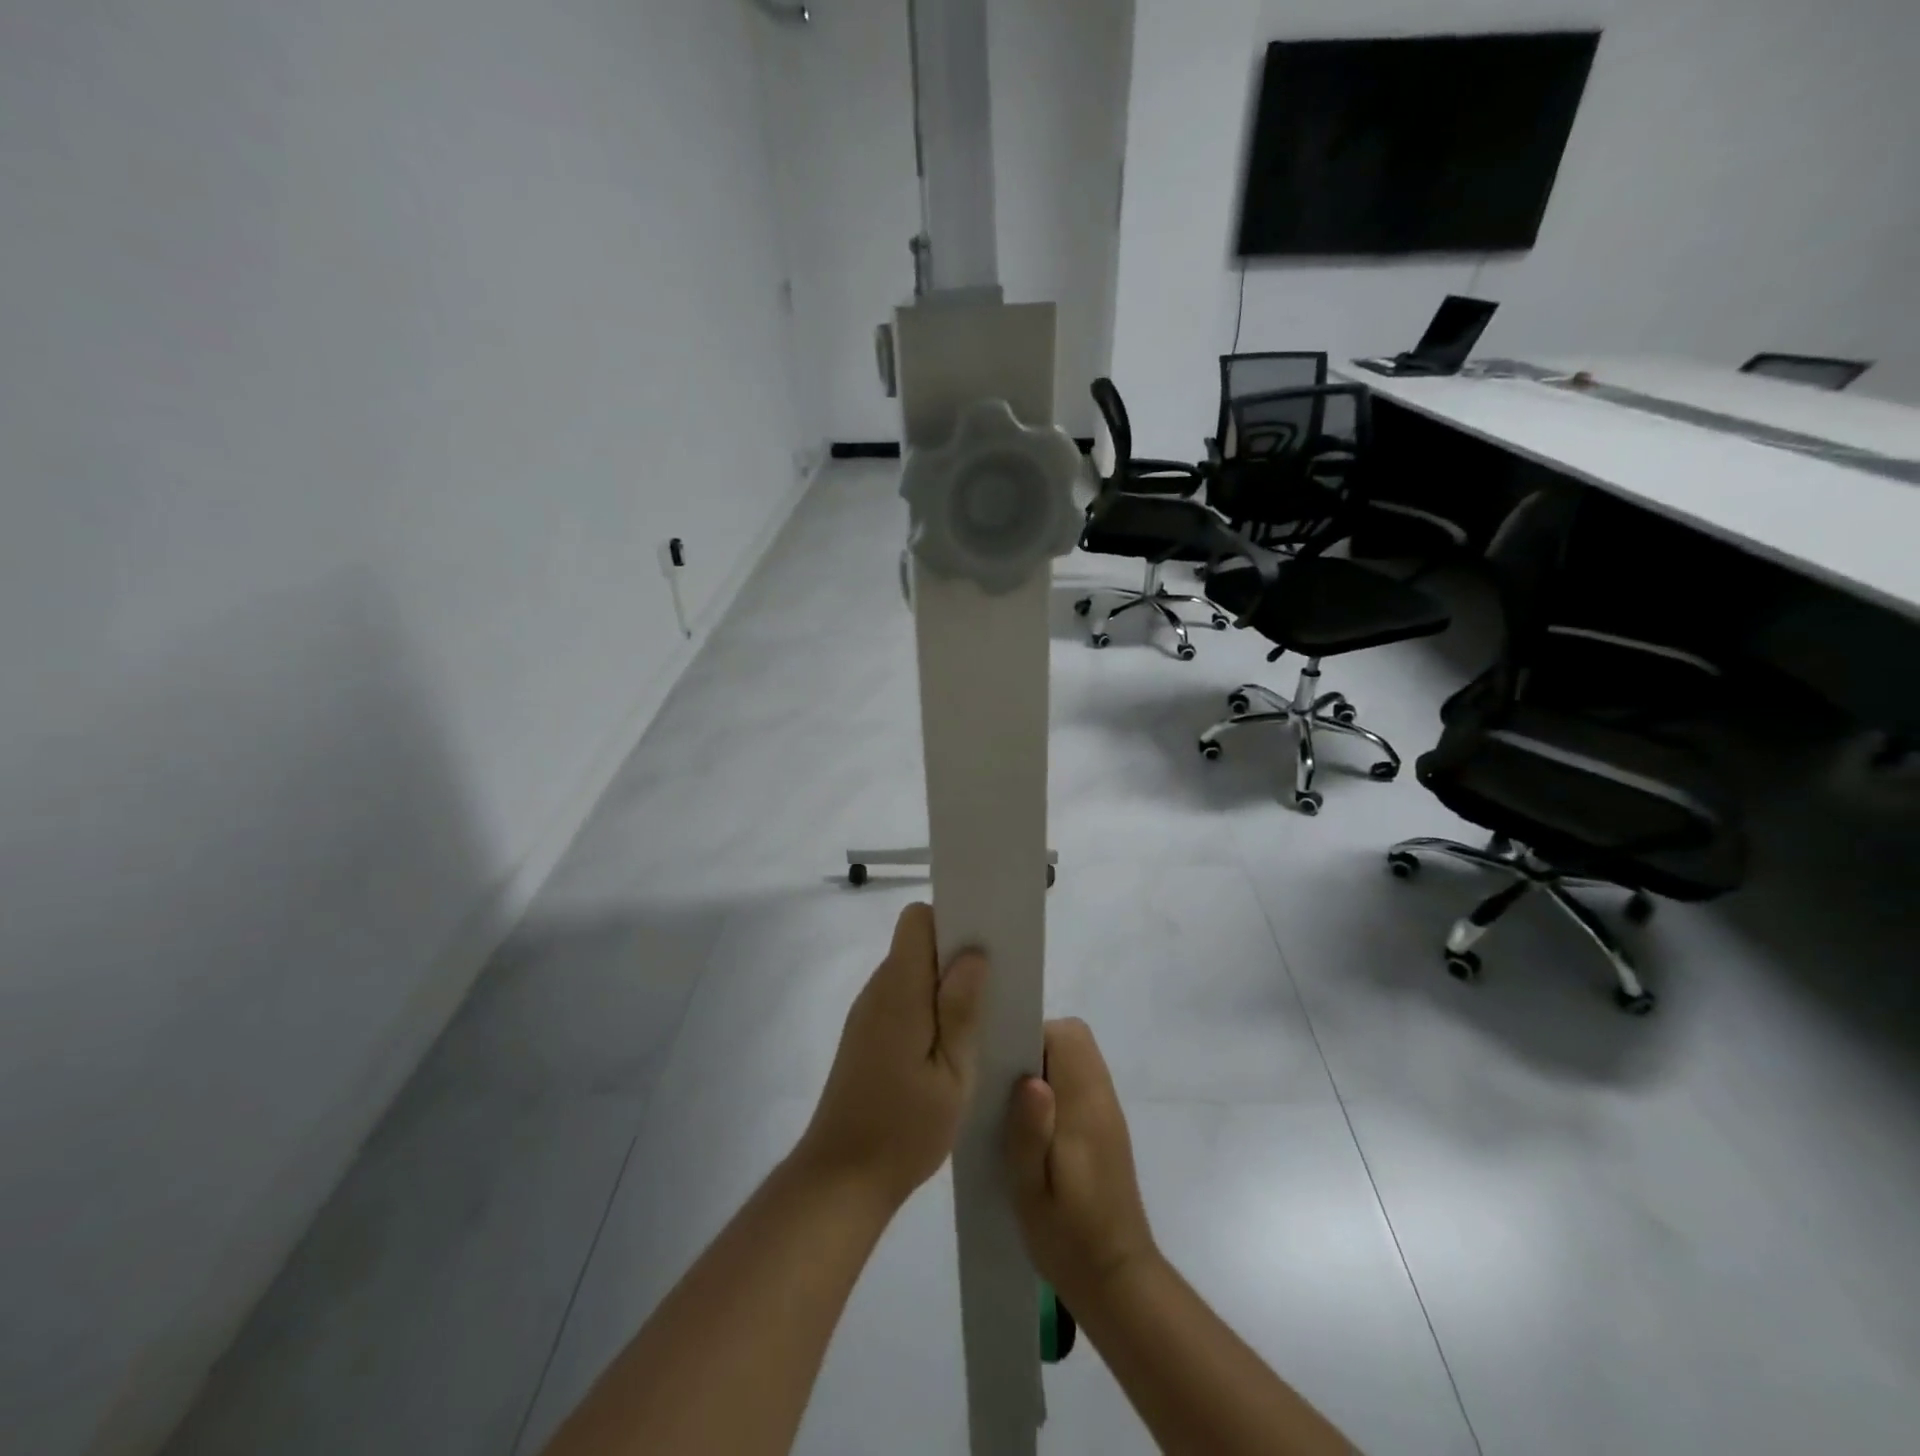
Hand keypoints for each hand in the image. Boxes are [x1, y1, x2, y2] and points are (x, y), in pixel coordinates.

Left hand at [795, 903, 987, 1210]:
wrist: (841, 1179)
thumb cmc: (904, 1129)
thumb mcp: (951, 1074)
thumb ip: (961, 1010)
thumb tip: (973, 954)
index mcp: (899, 991)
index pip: (917, 920)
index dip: (951, 921)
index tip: (984, 942)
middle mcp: (879, 990)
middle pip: (916, 943)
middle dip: (955, 953)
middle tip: (995, 984)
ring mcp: (869, 1012)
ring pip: (912, 972)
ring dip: (944, 983)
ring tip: (980, 1017)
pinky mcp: (867, 1035)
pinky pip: (903, 999)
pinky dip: (929, 1006)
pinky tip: (950, 1043)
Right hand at [1004, 1019, 1158, 1307]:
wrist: (1117, 1281)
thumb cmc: (1068, 1238)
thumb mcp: (1032, 1191)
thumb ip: (1029, 1132)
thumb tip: (1031, 1078)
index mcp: (1085, 1105)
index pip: (1066, 1036)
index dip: (1031, 1036)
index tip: (1001, 1062)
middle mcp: (1101, 1097)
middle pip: (1073, 1039)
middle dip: (1035, 1046)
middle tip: (1003, 1085)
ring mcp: (1106, 1111)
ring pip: (1076, 1058)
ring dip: (1044, 1066)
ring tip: (1012, 1107)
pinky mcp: (1105, 1128)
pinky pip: (1079, 1082)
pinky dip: (1056, 1086)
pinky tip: (1033, 1127)